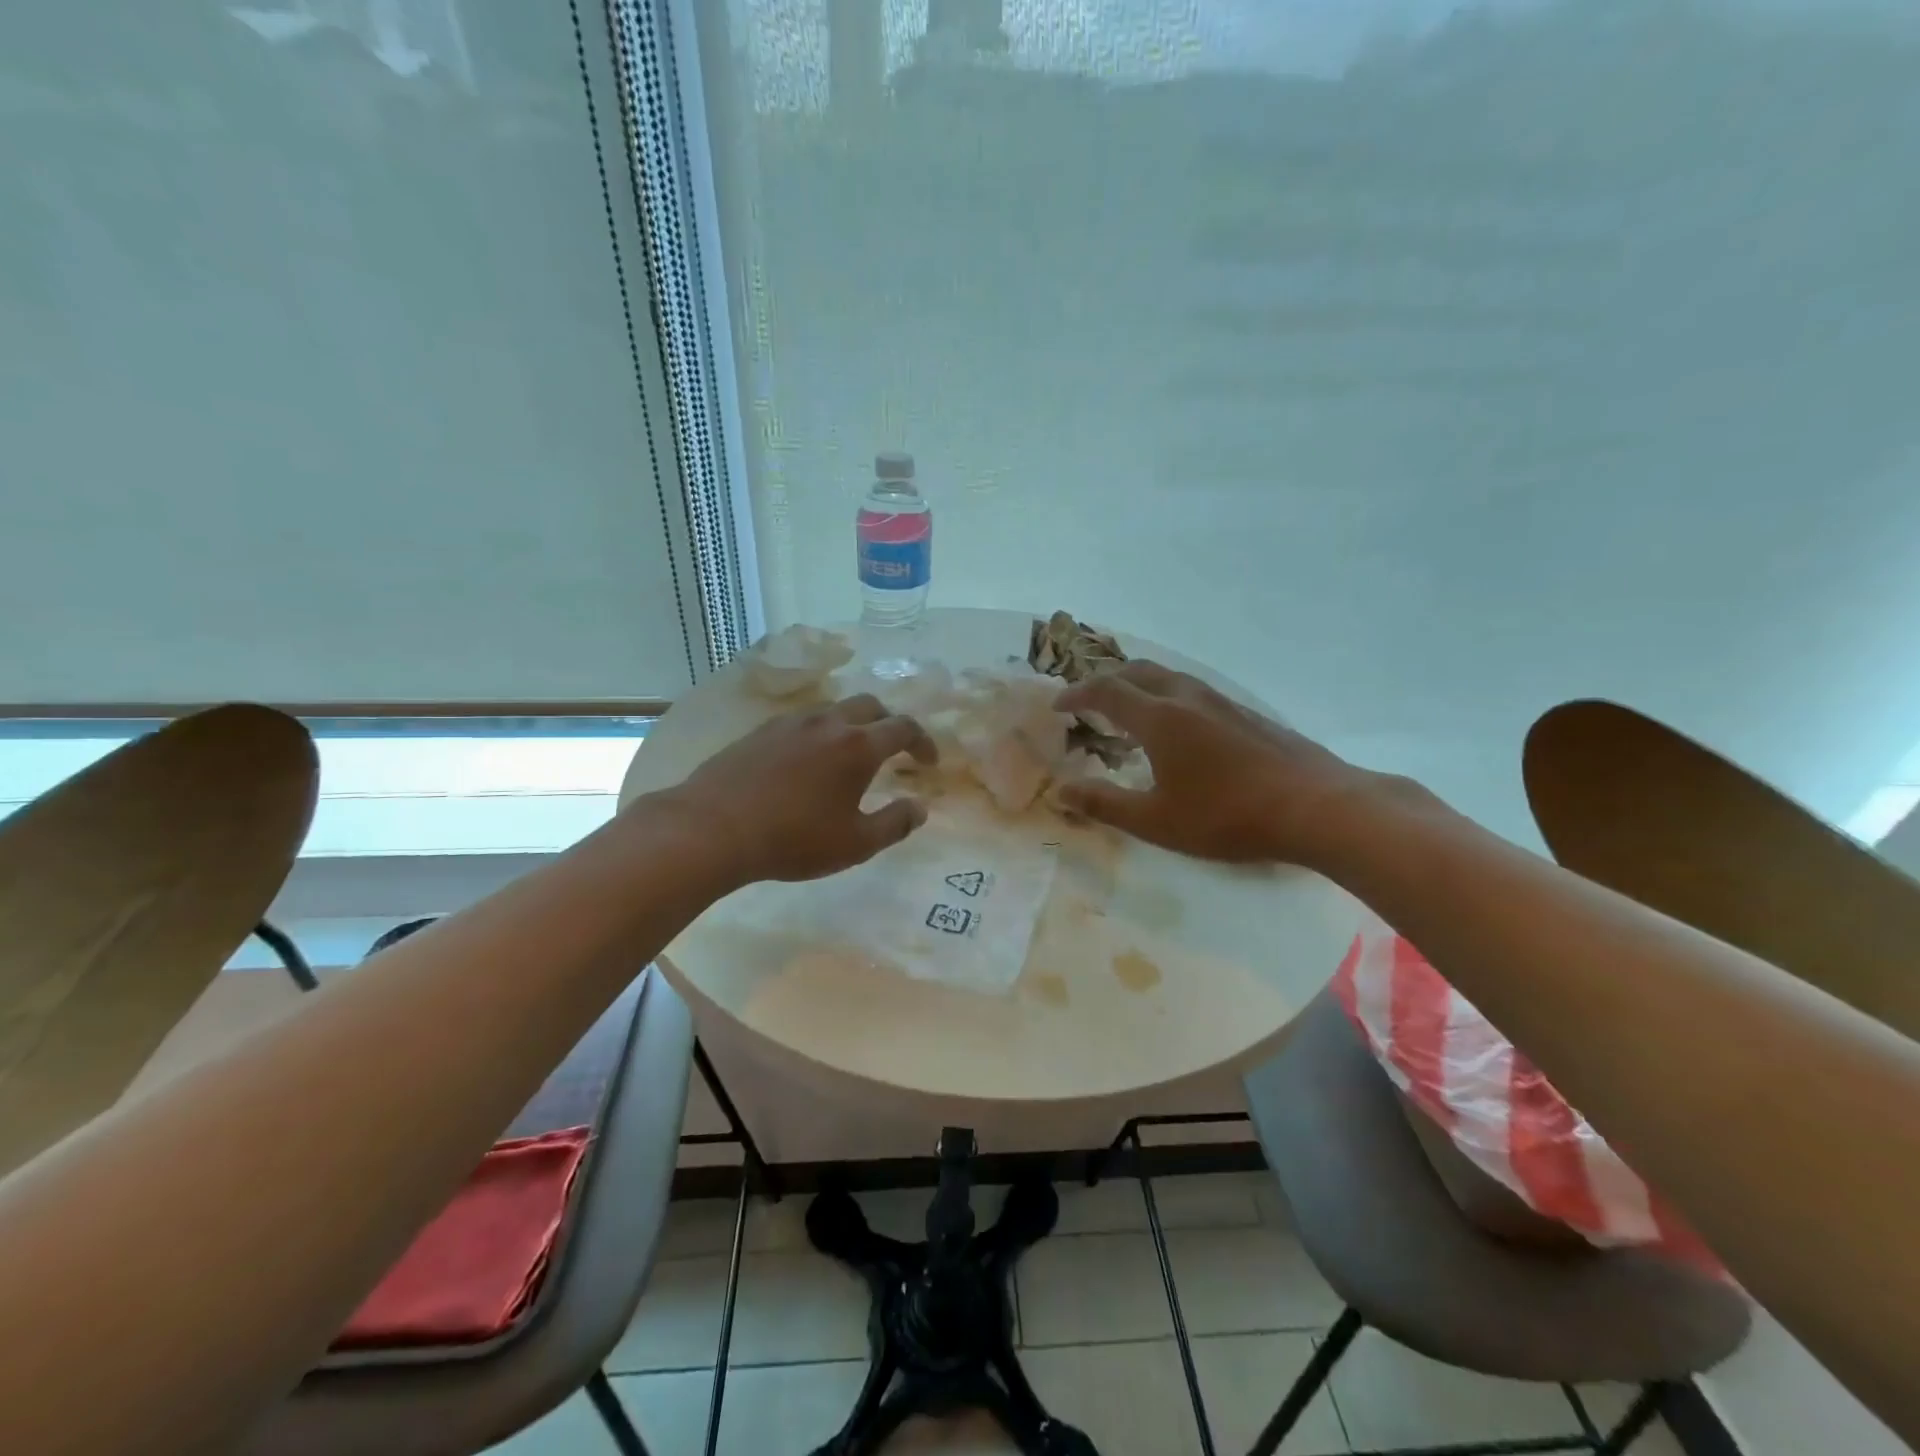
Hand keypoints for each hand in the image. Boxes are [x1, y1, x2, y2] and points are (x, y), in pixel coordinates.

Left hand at [666, 695, 936, 884]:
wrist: (713, 828)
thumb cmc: (794, 839)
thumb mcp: (855, 844)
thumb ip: (895, 824)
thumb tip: (921, 808)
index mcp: (858, 746)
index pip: (903, 728)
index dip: (923, 742)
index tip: (928, 762)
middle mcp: (828, 722)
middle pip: (871, 705)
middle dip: (889, 723)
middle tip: (893, 750)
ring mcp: (791, 722)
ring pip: (834, 709)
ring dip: (852, 724)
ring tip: (850, 754)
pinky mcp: (761, 731)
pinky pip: (802, 721)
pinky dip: (820, 732)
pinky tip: (808, 760)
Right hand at [1056, 661, 1370, 865]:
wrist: (1316, 806)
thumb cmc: (1227, 816)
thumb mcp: (1156, 820)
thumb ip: (1104, 804)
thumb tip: (1060, 791)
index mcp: (1159, 718)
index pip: (1105, 691)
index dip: (1076, 695)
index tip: (1057, 706)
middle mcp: (1186, 698)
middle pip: (1136, 672)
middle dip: (1104, 681)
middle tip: (1086, 701)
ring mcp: (1220, 701)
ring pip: (1167, 677)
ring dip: (1137, 685)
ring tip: (1126, 709)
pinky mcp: (1245, 713)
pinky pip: (1191, 690)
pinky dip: (1166, 696)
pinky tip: (1176, 727)